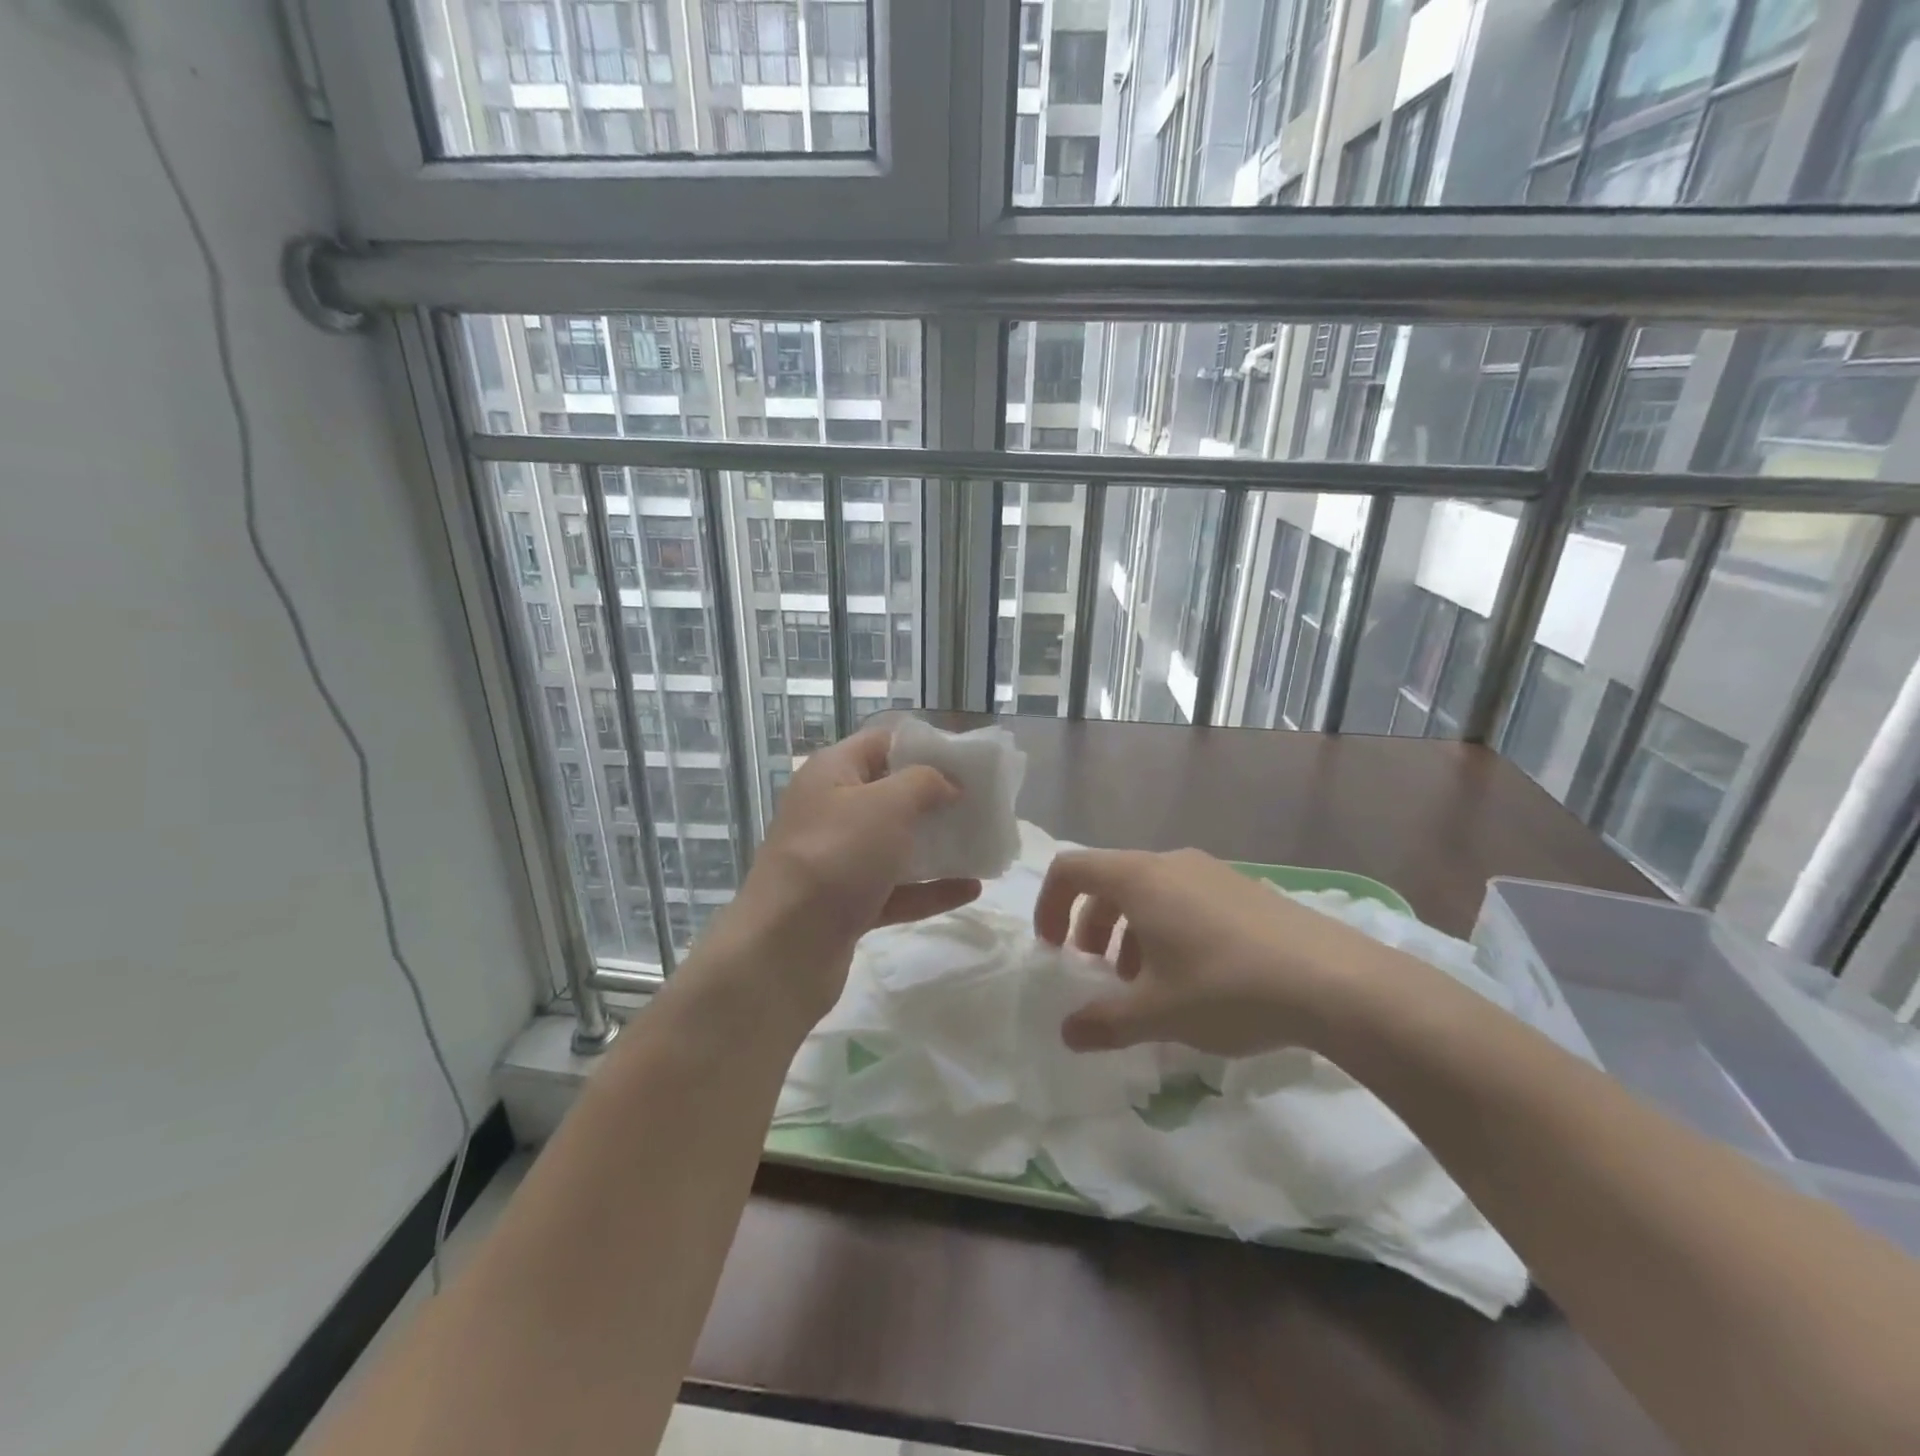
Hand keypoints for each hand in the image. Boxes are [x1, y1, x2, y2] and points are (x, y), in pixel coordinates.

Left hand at [711, 727, 980, 1027]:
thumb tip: (948, 783)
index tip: (966, 759)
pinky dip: (930, 888)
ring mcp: (837, 861)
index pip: (881, 743)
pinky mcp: (847, 905)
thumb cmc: (837, 857)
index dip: (923, 745)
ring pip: (894, 844)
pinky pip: (897, 889)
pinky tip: (971, 889)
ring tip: (981, 842)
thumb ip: (924, 783)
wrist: (786, 949)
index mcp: (832, 774)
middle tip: (980, 801)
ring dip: (936, 844)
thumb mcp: (887, 805)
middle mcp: (831, 811)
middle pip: (890, 794)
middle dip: (936, 797)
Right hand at [1033, 847, 1401, 1056]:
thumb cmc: (1227, 988)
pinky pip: (1186, 899)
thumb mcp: (1157, 1013)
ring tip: (1143, 982)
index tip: (1052, 948)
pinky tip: (1192, 978)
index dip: (1050, 904)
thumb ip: (1104, 1023)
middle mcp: (1171, 864)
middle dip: (1091, 924)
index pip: (1071, 868)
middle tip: (1096, 971)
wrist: (1335, 982)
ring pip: (1150, 892)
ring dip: (1130, 931)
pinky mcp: (1244, 890)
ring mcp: (1212, 873)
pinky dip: (1167, 930)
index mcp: (1139, 879)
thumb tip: (1067, 1033)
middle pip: (1110, 881)